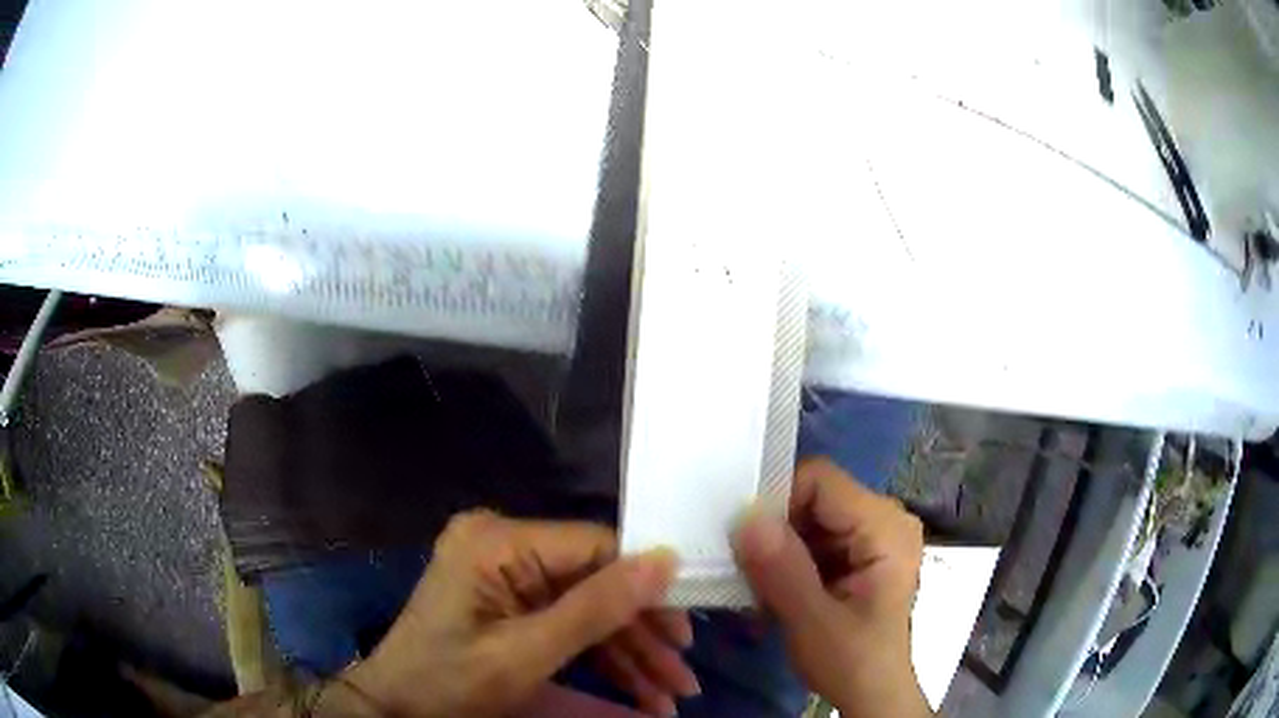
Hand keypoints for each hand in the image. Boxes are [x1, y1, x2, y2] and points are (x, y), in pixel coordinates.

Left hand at [339, 511, 696, 716]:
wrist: (395, 707)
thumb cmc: (449, 682)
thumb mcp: (526, 654)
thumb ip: (596, 608)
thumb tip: (667, 559)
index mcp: (498, 542)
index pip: (595, 547)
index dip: (647, 588)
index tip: (688, 631)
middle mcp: (503, 543)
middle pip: (595, 582)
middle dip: (641, 637)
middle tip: (683, 678)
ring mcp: (505, 571)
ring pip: (587, 607)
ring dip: (630, 654)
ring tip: (670, 695)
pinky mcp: (508, 598)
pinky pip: (566, 620)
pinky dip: (600, 657)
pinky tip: (638, 690)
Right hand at [732, 459, 930, 717]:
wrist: (874, 694)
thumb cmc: (853, 662)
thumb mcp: (813, 624)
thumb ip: (783, 571)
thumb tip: (745, 518)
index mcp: (885, 527)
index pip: (821, 480)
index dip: (777, 500)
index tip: (743, 539)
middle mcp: (885, 518)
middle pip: (815, 497)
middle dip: (776, 529)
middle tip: (746, 568)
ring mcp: (873, 534)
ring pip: (809, 517)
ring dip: (779, 547)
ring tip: (759, 585)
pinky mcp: (859, 551)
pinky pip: (814, 537)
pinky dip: (789, 559)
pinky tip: (776, 590)